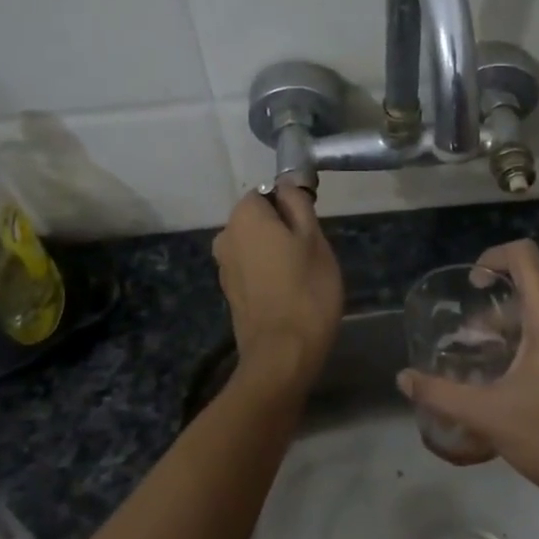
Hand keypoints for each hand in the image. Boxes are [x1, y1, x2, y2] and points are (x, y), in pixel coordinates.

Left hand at [211, 186, 342, 389]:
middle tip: (312, 254)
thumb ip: (298, 204)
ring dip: (276, 253)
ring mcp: (224, 267)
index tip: (311, 228)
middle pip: (259, 220)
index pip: (267, 193)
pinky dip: (268, 274)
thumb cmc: (306, 289)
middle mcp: (226, 236)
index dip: (291, 206)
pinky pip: (252, 269)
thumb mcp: (314, 238)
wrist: (283, 354)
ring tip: (304, 276)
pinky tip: (289, 293)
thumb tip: (286, 185)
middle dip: (283, 230)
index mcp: (244, 216)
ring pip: (256, 246)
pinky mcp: (230, 293)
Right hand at [397, 240, 538, 514]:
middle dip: (497, 311)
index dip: (492, 257)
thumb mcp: (489, 416)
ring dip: (518, 329)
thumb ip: (440, 393)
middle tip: (472, 343)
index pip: (523, 255)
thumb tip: (403, 378)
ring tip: (493, 364)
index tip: (473, 285)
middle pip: (533, 290)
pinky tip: (524, 380)